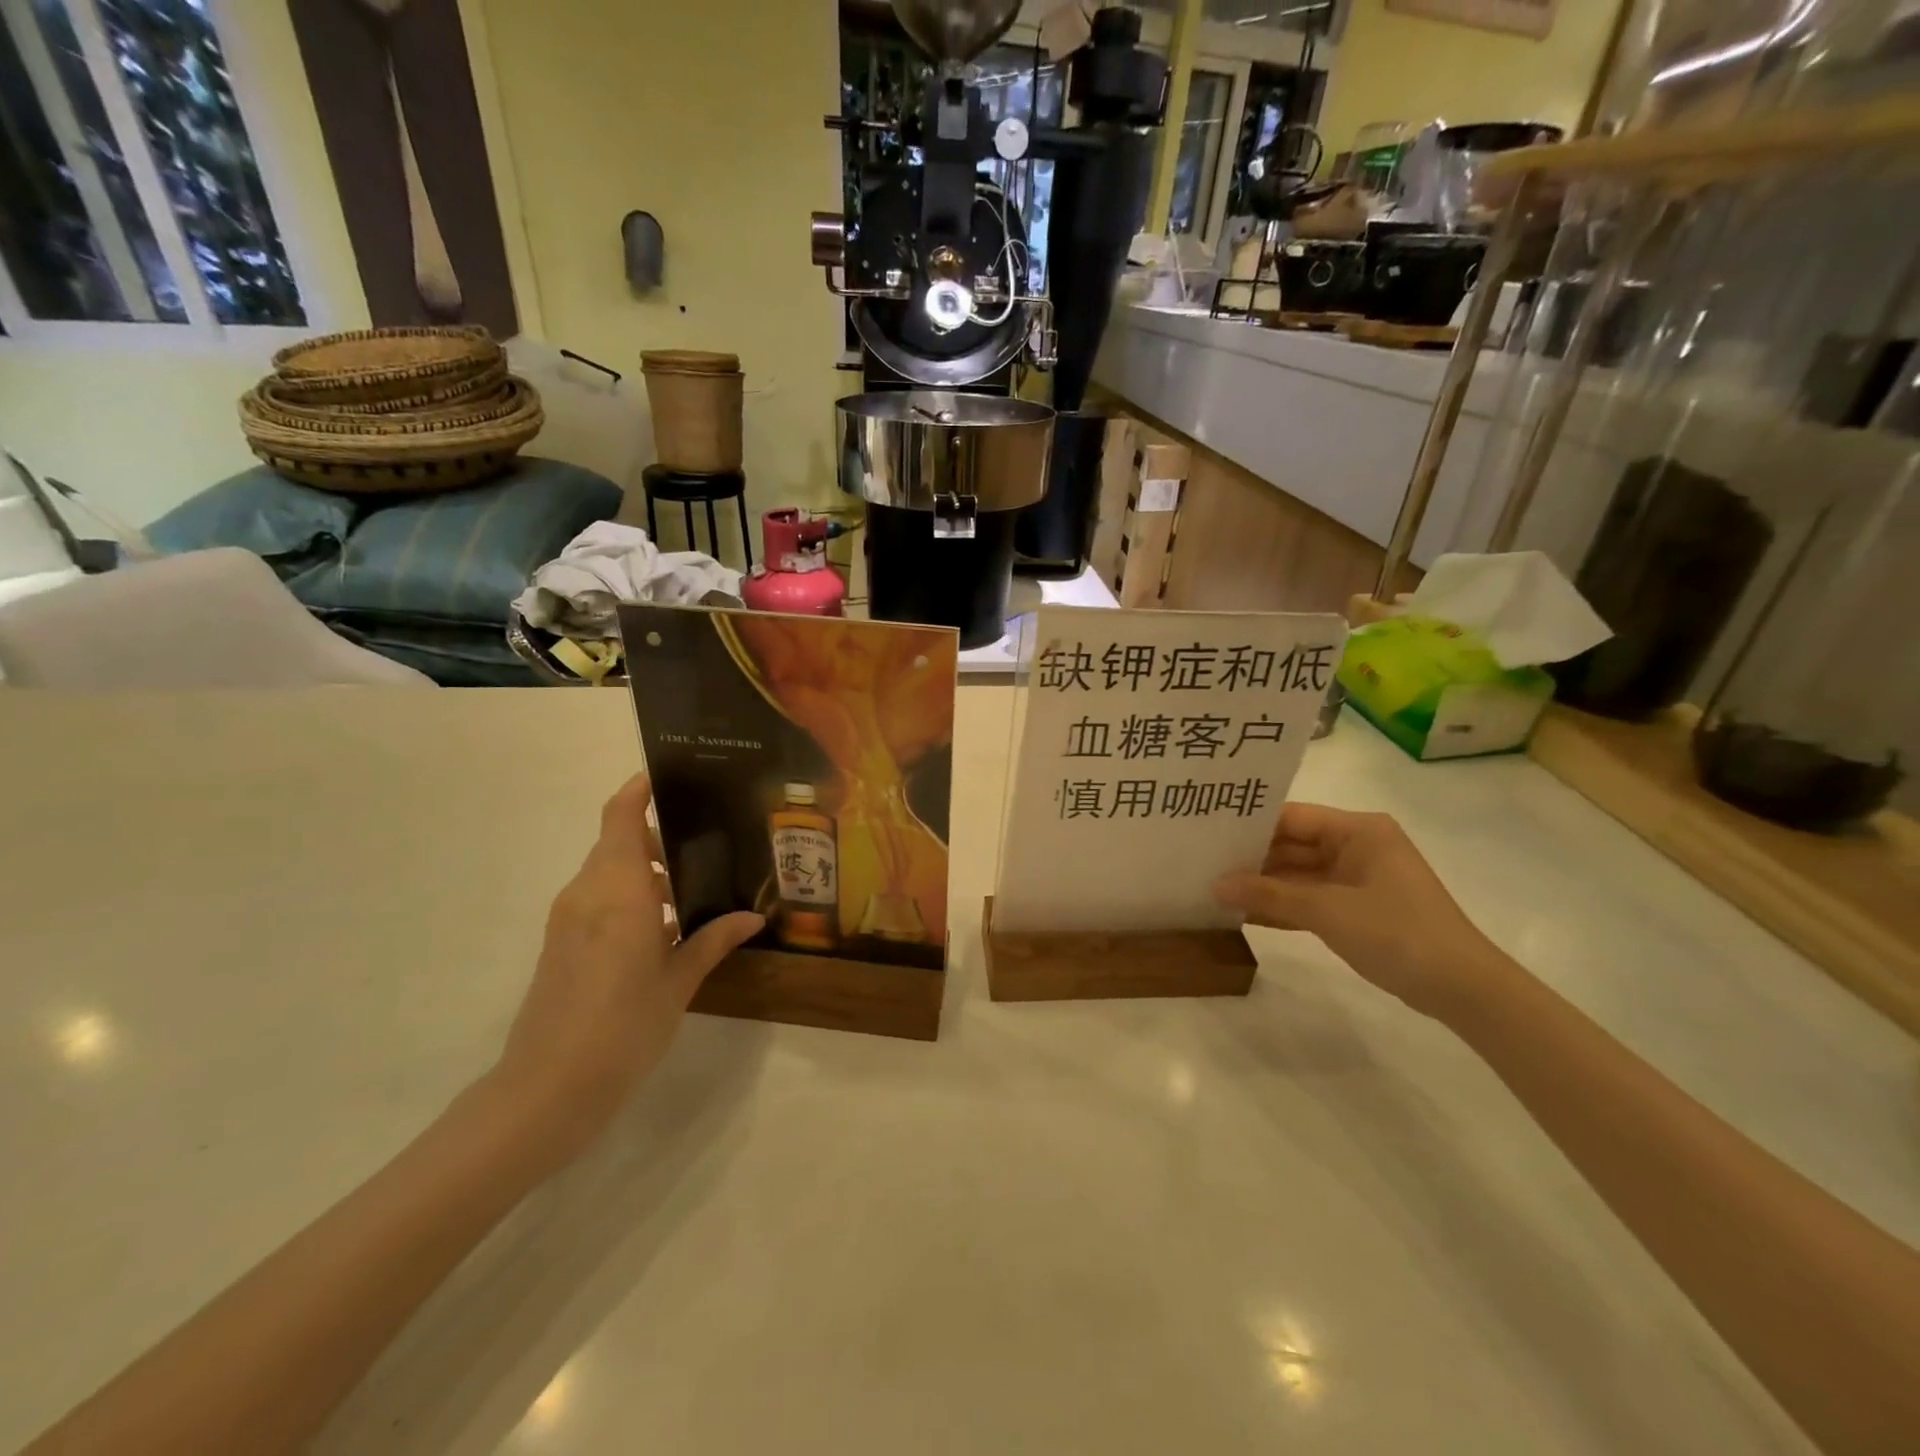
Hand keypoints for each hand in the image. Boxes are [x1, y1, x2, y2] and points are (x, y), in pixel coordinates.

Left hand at [492, 774, 762, 1158]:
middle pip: (617, 842)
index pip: (621, 818)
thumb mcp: (678, 982)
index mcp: (619, 891)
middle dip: (656, 839)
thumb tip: (753, 917)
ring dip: (642, 872)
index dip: (638, 791)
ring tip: (688, 893)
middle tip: (704, 849)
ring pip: (607, 871)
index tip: (667, 778)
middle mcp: (587, 893)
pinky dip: (626, 896)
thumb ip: (712, 940)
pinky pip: (596, 898)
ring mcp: (567, 918)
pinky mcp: (559, 942)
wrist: (548, 1088)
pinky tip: (659, 929)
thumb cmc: (624, 1026)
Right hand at [1213, 804, 1509, 1021]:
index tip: (1207, 833)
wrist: (1462, 989)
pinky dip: (1281, 907)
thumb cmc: (1398, 932)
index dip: (1250, 825)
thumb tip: (1215, 885)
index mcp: (1358, 830)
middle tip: (1202, 863)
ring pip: (1297, 875)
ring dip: (1262, 886)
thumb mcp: (1327, 911)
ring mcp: (1356, 879)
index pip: (1292, 817)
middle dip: (1251, 859)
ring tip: (1213, 888)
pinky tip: (1242, 913)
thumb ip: (1269, 895)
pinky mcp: (1356, 909)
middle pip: (1292, 845)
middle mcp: (1356, 846)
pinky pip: (1308, 899)